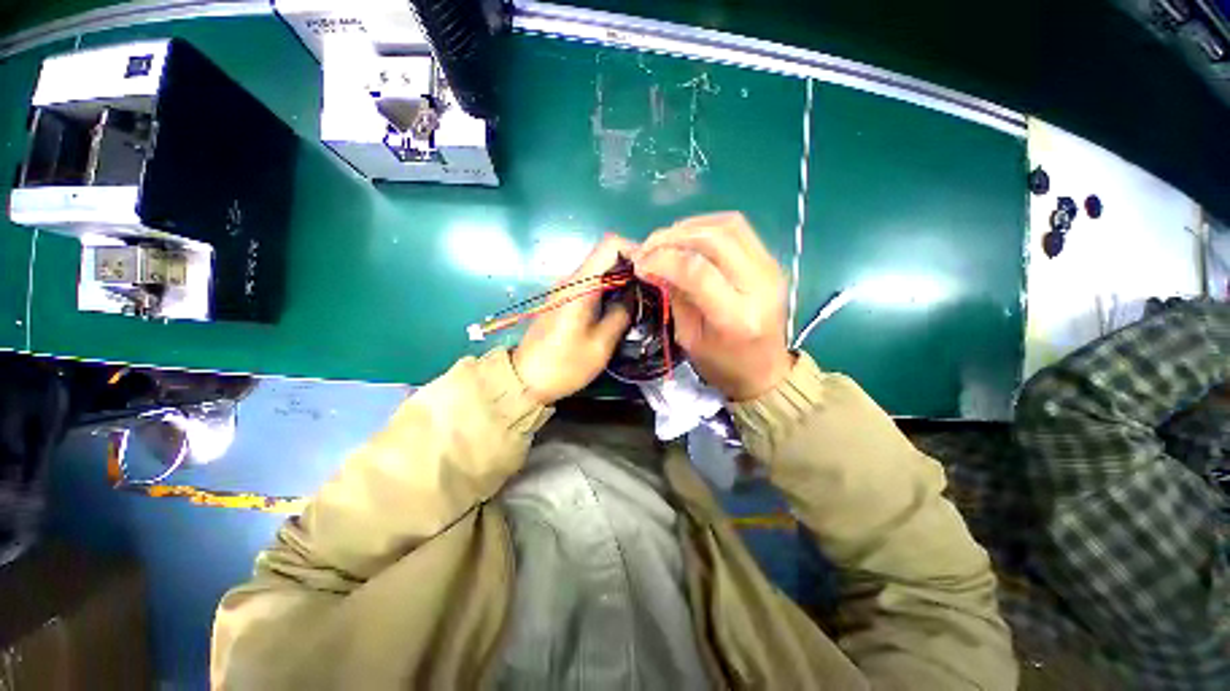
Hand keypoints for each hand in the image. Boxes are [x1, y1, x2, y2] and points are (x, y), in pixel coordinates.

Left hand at [512, 235, 636, 404]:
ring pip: (601, 268)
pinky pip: (592, 282)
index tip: (653, 269)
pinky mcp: (565, 299)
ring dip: (623, 277)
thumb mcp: (600, 345)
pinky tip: (622, 304)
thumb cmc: (564, 365)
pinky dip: (611, 287)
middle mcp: (571, 279)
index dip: (636, 249)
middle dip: (634, 265)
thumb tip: (634, 296)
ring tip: (643, 296)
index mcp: (580, 285)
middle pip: (607, 254)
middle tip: (654, 286)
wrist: (525, 380)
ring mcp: (566, 288)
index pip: (610, 244)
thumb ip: (621, 315)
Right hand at [633, 212, 791, 400]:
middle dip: (672, 237)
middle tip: (647, 247)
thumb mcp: (689, 339)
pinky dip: (706, 226)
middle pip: (714, 239)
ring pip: (728, 225)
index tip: (639, 263)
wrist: (766, 371)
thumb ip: (675, 297)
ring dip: (689, 227)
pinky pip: (738, 229)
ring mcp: (770, 268)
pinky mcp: (771, 261)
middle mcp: (759, 285)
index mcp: (736, 316)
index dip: (663, 259)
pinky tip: (688, 238)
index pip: (697, 271)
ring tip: (665, 240)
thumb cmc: (723, 365)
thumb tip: (654, 265)